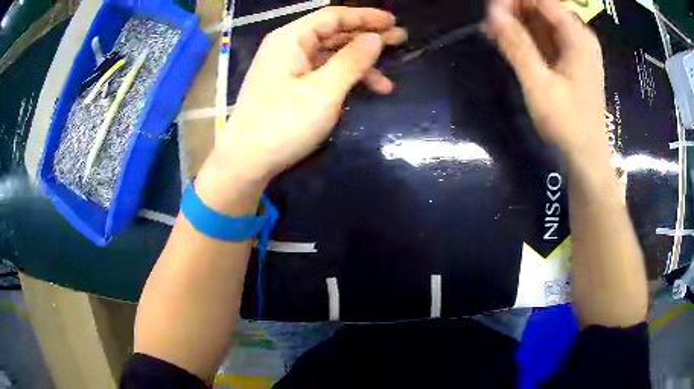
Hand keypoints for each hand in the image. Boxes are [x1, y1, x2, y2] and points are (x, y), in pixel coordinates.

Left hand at [215, 6, 406, 183]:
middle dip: (367, 38)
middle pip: (333, 34)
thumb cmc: (283, 124)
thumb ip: (351, 61)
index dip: (365, 16)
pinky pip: (322, 73)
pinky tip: (364, 92)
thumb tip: (374, 38)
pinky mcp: (289, 86)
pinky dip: (344, 79)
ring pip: (330, 56)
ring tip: (388, 79)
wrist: (246, 162)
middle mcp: (288, 46)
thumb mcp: (323, 91)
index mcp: (291, 38)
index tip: (393, 21)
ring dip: (359, 65)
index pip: (333, 16)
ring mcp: (287, 67)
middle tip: (400, 40)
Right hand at [486, 0, 606, 158]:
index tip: (491, 11)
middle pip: (542, 8)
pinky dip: (526, 38)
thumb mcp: (539, 84)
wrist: (586, 158)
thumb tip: (492, 12)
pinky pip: (545, 38)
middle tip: (489, 23)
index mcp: (577, 36)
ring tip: (491, 32)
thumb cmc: (568, 124)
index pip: (542, 0)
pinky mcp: (570, 61)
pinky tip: (506, 43)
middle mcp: (579, 37)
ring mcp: (575, 49)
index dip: (514, 1)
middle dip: (514, 11)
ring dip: (516, 23)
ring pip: (541, 22)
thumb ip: (517, 45)